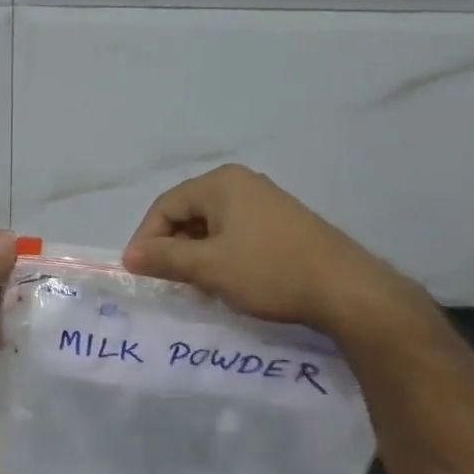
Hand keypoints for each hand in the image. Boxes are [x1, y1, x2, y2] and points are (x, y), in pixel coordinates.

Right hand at [121, 164, 427, 342]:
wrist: (345, 289)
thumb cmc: (269, 271)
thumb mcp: (208, 267)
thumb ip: (164, 258)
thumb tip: (129, 256)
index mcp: (221, 184)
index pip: (165, 206)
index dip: (146, 239)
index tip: (139, 272)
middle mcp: (241, 183)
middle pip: (187, 213)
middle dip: (171, 248)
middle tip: (167, 282)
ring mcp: (264, 202)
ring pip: (211, 227)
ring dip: (195, 256)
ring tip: (195, 287)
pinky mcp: (280, 223)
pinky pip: (234, 234)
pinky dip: (219, 256)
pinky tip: (225, 282)